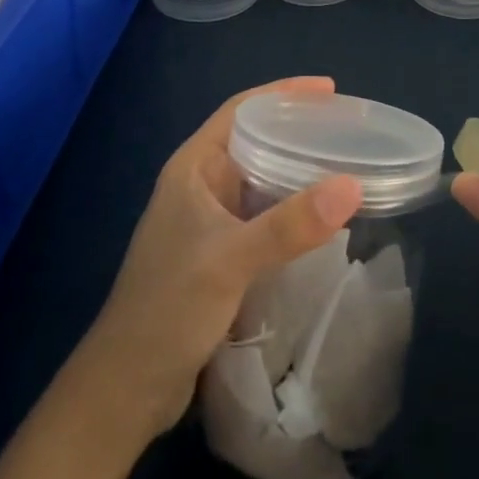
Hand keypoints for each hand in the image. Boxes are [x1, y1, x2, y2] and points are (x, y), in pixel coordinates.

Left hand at [76, 77, 364, 445]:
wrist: (126, 388)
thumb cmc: (168, 308)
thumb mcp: (231, 260)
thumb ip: (290, 224)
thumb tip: (352, 186)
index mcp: (193, 167)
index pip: (241, 109)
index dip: (284, 93)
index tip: (330, 90)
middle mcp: (201, 185)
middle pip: (255, 139)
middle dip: (298, 129)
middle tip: (348, 129)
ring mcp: (209, 221)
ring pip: (261, 179)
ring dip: (298, 169)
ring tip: (344, 165)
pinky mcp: (220, 254)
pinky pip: (264, 215)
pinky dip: (293, 208)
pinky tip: (322, 217)